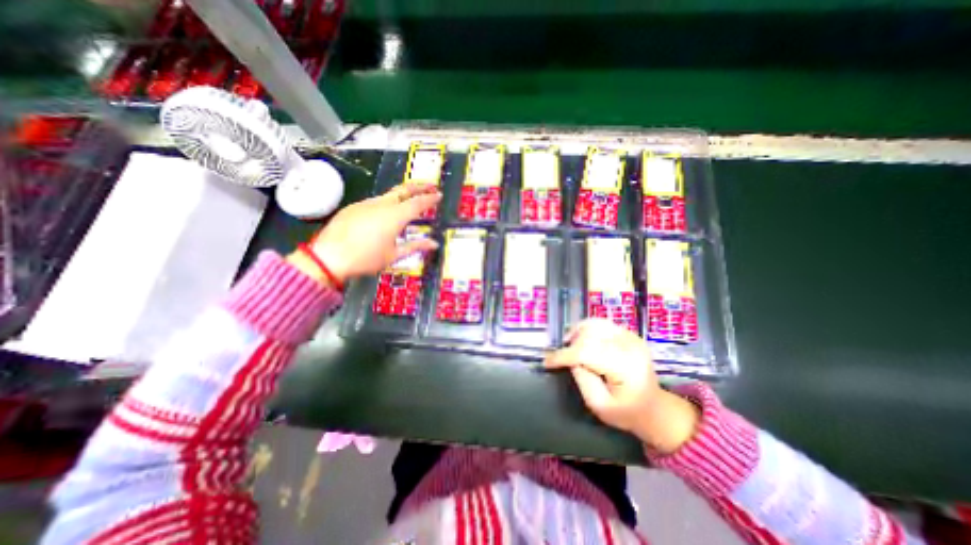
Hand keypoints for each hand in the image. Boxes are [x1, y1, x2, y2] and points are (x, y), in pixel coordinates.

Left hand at [302, 183, 442, 284]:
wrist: (329, 256)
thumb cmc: (366, 258)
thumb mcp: (394, 255)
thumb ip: (416, 246)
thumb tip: (434, 244)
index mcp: (395, 216)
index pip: (418, 203)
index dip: (430, 199)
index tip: (439, 195)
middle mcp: (382, 205)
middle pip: (403, 190)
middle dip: (418, 186)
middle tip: (429, 186)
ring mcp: (366, 204)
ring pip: (388, 195)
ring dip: (402, 196)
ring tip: (409, 202)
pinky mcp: (354, 207)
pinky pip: (375, 202)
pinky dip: (386, 204)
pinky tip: (384, 215)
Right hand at [546, 317, 697, 452]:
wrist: (655, 408)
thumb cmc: (627, 412)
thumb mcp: (598, 405)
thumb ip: (582, 379)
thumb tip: (570, 359)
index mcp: (626, 368)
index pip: (587, 352)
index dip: (563, 355)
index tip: (546, 362)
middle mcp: (631, 347)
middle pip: (589, 335)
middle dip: (571, 345)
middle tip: (561, 358)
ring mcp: (632, 337)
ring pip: (594, 324)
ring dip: (577, 333)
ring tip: (570, 346)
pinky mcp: (629, 334)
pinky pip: (601, 324)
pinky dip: (587, 329)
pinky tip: (582, 340)